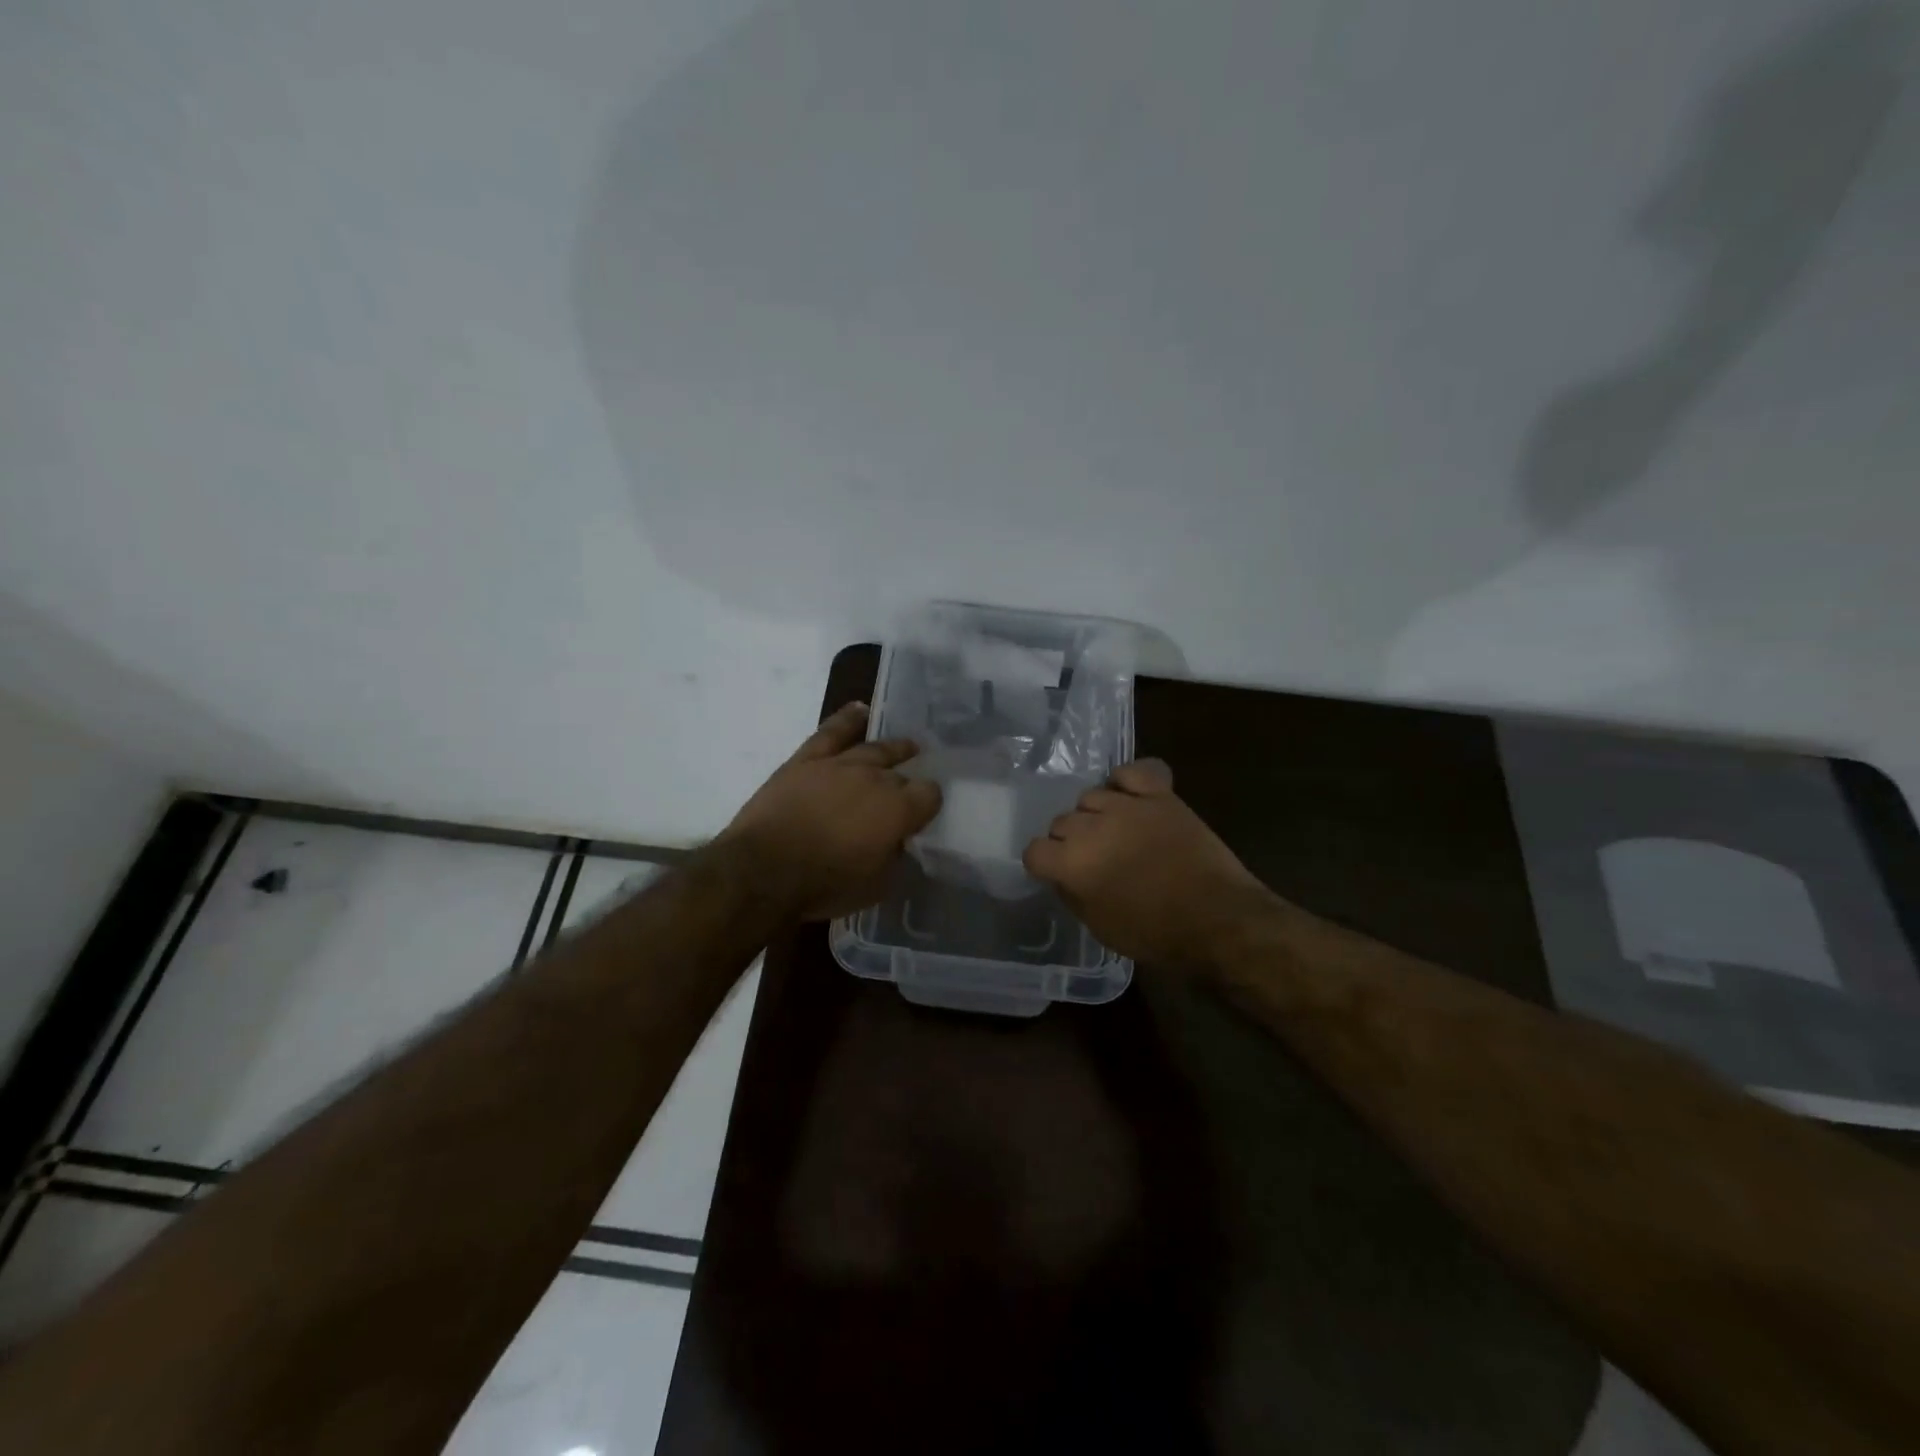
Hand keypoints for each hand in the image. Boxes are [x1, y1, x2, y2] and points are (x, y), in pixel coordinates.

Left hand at [716, 702, 942, 920]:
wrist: (763, 870)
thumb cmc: (825, 885)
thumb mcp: (877, 886)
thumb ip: (895, 858)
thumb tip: (898, 842)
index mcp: (898, 809)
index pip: (930, 795)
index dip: (929, 805)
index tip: (922, 816)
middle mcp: (875, 778)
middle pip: (902, 773)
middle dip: (908, 782)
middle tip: (909, 790)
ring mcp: (840, 764)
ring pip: (874, 748)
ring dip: (893, 748)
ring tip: (906, 746)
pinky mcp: (806, 760)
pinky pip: (832, 732)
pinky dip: (847, 719)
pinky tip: (860, 710)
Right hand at [1022, 759, 1269, 968]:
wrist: (1218, 919)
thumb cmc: (1155, 933)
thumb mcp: (1100, 927)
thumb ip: (1073, 894)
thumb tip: (1063, 876)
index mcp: (1072, 862)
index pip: (1035, 850)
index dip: (1045, 864)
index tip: (1058, 874)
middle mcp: (1092, 826)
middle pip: (1062, 822)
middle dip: (1070, 841)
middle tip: (1093, 860)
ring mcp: (1127, 805)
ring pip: (1091, 796)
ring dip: (1096, 815)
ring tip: (1115, 832)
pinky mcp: (1160, 796)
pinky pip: (1133, 772)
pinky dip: (1127, 781)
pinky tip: (1131, 798)